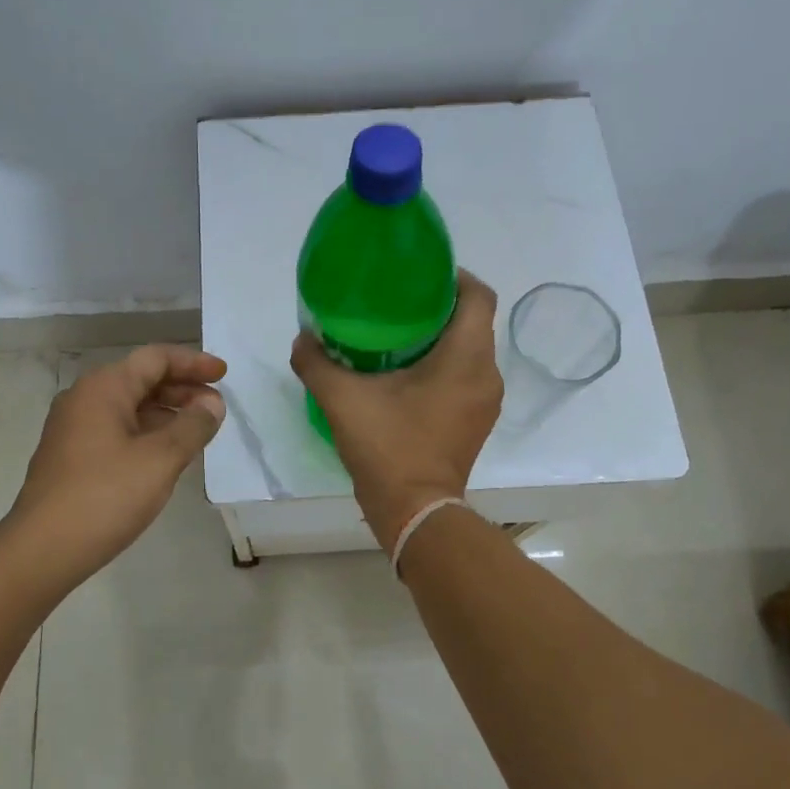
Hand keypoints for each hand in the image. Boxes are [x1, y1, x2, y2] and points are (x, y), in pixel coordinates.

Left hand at [8, 345, 226, 579]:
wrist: (42, 549)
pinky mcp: (71, 456)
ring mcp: (73, 428)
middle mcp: (84, 399)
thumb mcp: (161, 459)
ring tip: (198, 432)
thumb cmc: (106, 496)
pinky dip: (147, 433)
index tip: (224, 375)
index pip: (155, 358)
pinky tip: (166, 455)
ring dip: (166, 413)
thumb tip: (212, 404)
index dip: (193, 363)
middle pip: (141, 379)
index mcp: (103, 388)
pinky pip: (117, 430)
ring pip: (129, 407)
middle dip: (182, 389)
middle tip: (216, 407)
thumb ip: (193, 426)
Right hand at [291, 270, 501, 550]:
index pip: (478, 296)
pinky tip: (406, 374)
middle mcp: (486, 374)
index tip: (418, 276)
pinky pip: (466, 376)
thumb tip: (303, 338)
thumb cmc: (388, 447)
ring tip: (398, 336)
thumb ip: (317, 362)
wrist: (414, 511)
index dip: (453, 276)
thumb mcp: (342, 399)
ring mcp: (485, 401)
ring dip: (441, 338)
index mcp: (465, 358)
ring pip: (470, 351)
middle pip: (473, 322)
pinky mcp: (476, 421)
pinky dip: (444, 365)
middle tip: (397, 304)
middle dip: (439, 306)